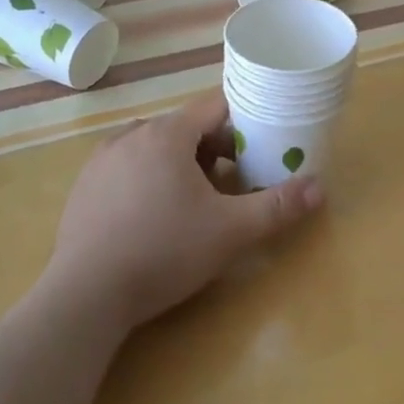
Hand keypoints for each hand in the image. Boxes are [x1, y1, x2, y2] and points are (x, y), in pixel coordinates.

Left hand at [44, 92, 322, 331]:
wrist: (85, 297)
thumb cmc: (164, 252)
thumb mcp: (231, 231)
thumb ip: (277, 206)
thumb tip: (319, 187)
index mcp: (168, 134)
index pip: (215, 106)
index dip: (244, 120)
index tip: (262, 143)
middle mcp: (133, 135)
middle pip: (185, 127)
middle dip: (214, 148)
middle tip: (234, 181)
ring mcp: (102, 160)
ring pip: (154, 146)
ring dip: (180, 162)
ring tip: (195, 200)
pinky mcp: (84, 187)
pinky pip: (127, 167)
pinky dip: (148, 178)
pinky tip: (153, 216)